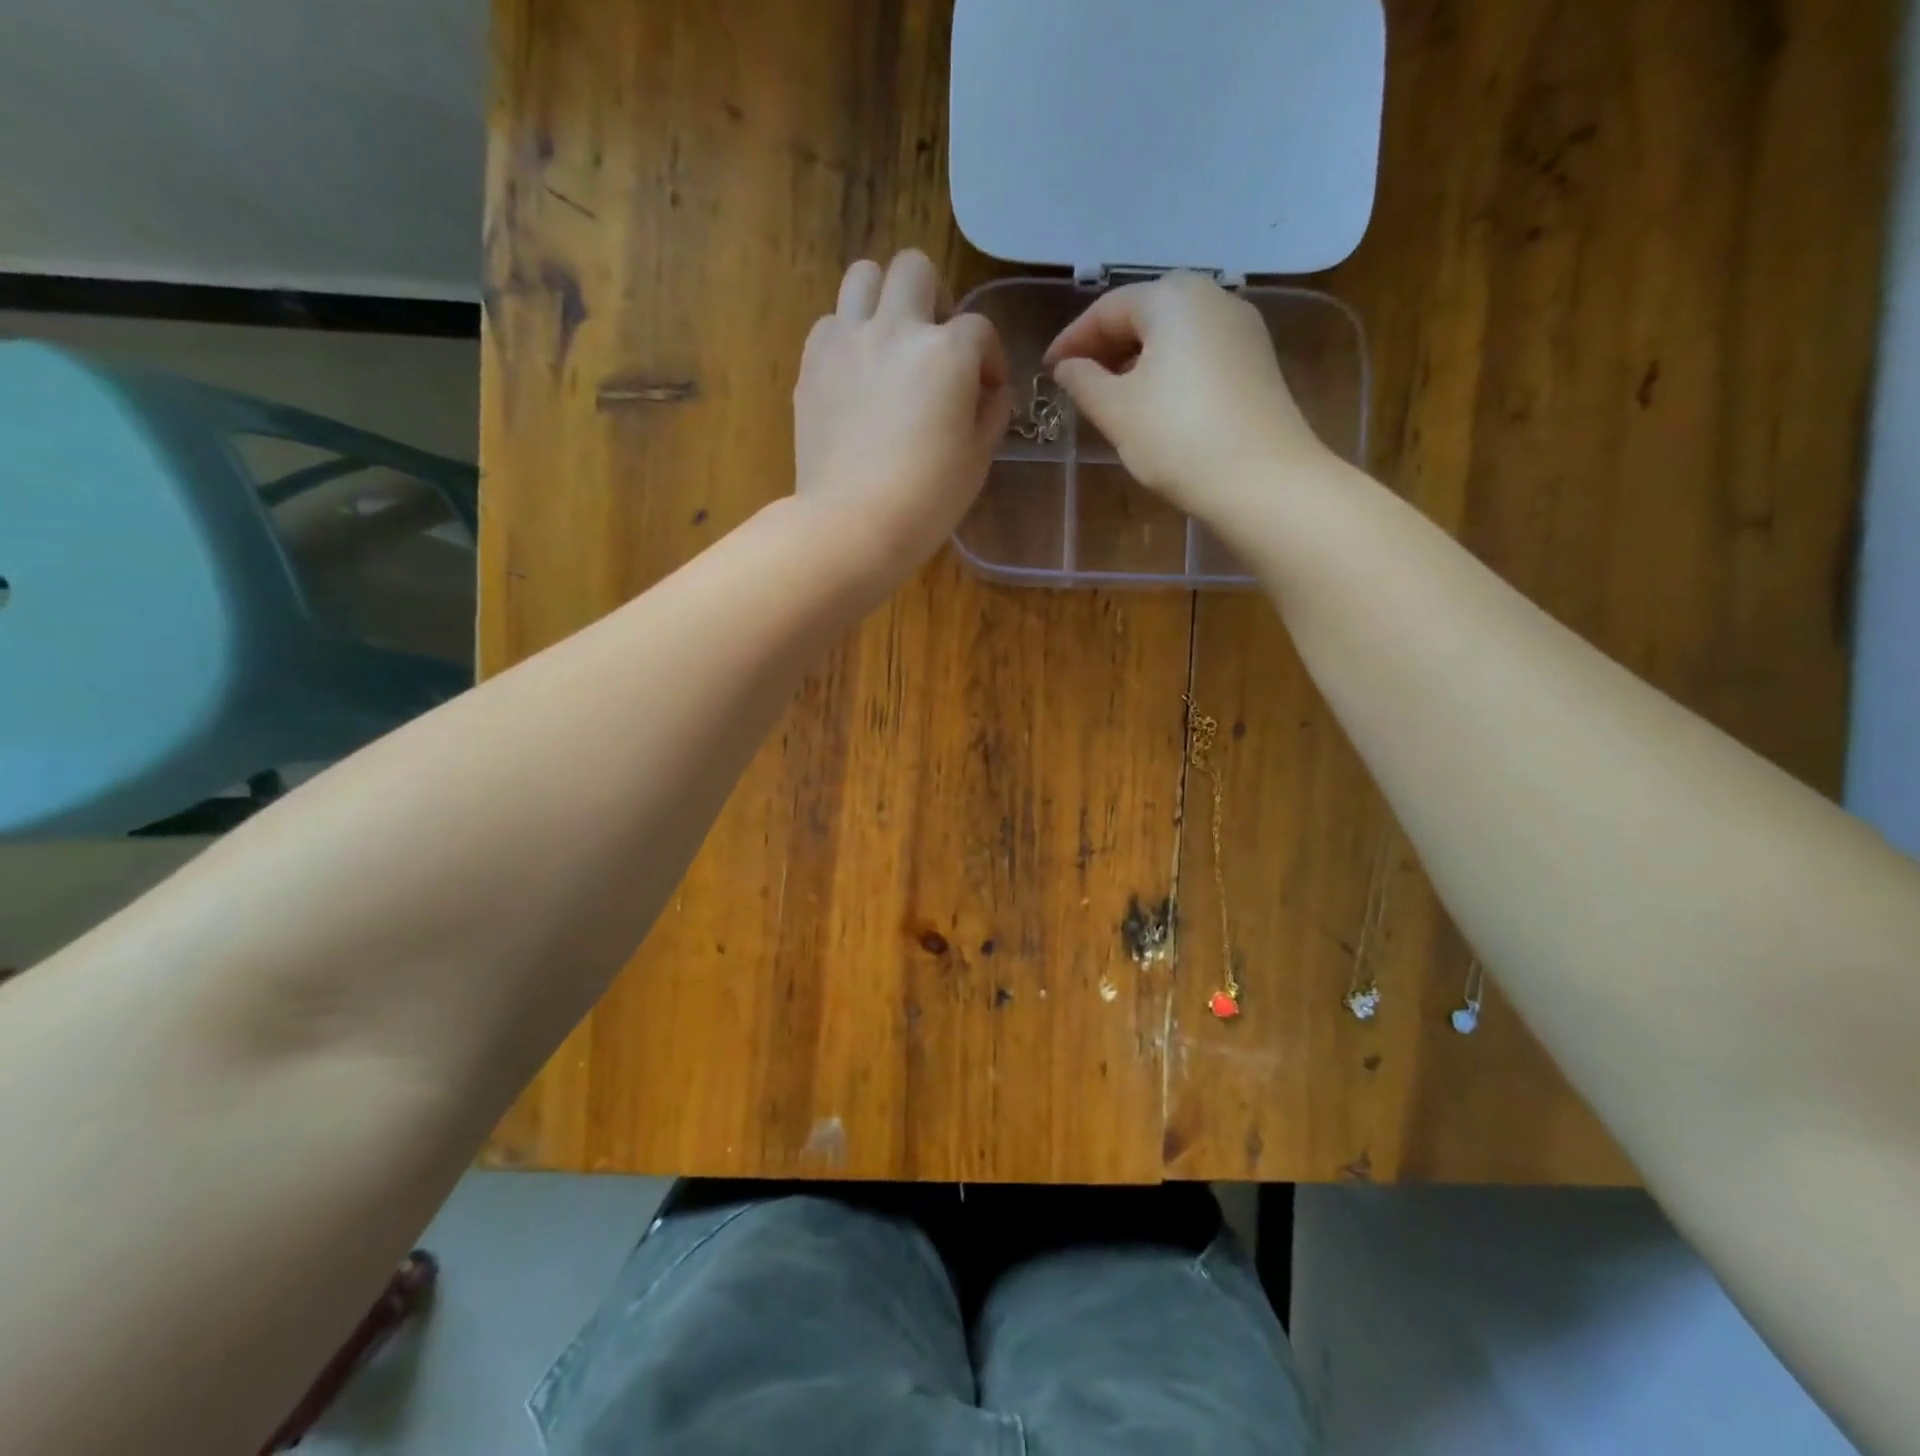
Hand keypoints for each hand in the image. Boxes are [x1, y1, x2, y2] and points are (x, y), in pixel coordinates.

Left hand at [794, 251, 1010, 589]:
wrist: (852, 523)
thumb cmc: (927, 499)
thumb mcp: (978, 459)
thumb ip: (990, 412)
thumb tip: (988, 389)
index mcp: (946, 352)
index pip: (980, 329)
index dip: (990, 358)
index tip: (987, 390)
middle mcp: (896, 329)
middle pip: (914, 268)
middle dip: (933, 298)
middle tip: (934, 343)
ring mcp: (847, 341)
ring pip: (863, 276)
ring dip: (883, 299)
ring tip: (889, 342)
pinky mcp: (812, 364)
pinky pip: (830, 322)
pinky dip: (847, 336)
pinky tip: (856, 374)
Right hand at [1043, 272, 1336, 532]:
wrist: (1262, 480)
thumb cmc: (1178, 438)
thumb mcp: (1117, 411)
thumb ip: (1084, 382)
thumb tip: (1067, 368)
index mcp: (1173, 297)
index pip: (1108, 308)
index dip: (1072, 340)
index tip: (1048, 371)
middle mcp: (1213, 297)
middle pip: (1145, 314)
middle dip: (1106, 346)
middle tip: (1078, 382)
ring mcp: (1242, 329)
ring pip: (1173, 334)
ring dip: (1136, 360)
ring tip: (1111, 397)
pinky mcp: (1256, 362)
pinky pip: (1199, 354)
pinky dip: (1168, 371)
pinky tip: (1154, 405)